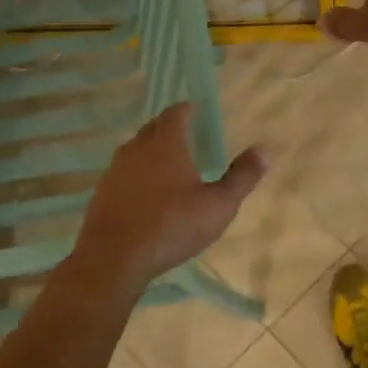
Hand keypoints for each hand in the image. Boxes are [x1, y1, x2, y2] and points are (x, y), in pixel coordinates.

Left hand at [70, 104, 266, 292]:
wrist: (114, 257)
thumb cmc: (172, 226)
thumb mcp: (218, 205)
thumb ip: (241, 176)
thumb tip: (264, 150)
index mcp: (166, 143)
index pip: (175, 113)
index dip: (187, 109)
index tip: (197, 111)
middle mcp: (137, 148)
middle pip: (153, 127)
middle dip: (169, 127)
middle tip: (187, 135)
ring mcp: (115, 170)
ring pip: (135, 149)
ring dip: (151, 150)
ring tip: (168, 163)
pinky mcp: (102, 191)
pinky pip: (123, 172)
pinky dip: (137, 173)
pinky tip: (145, 192)